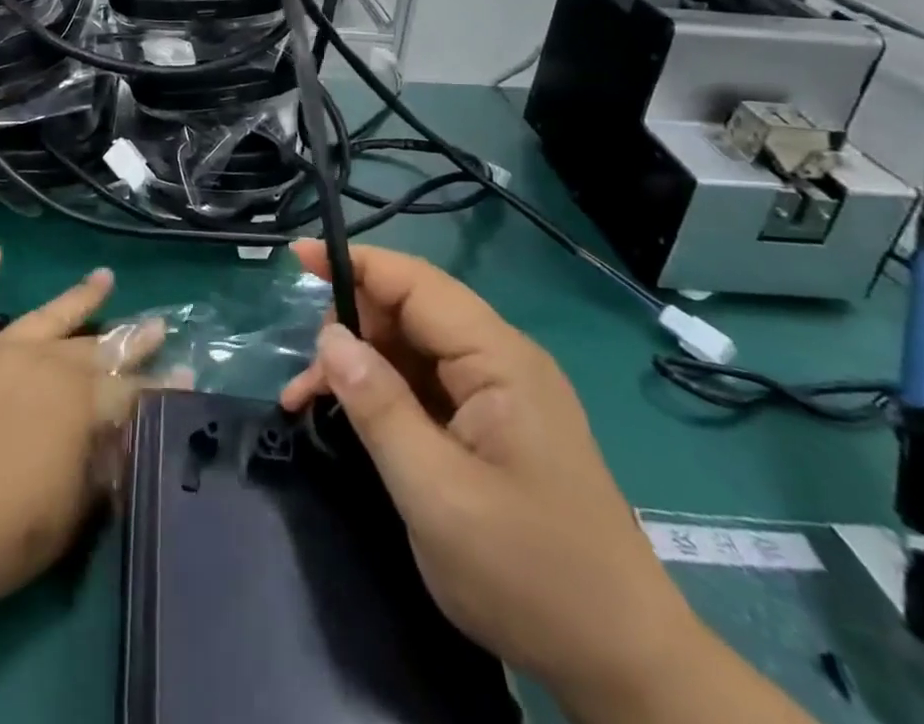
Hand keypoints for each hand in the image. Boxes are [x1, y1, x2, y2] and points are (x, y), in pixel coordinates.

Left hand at [0, 238, 160, 635]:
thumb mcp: (61, 525)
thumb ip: (96, 478)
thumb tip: (118, 446)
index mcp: (76, 407)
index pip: (132, 392)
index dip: (162, 386)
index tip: (187, 372)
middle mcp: (43, 365)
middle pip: (98, 347)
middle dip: (133, 337)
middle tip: (158, 322)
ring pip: (47, 315)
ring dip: (79, 297)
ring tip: (105, 277)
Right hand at [280, 241, 701, 716]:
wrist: (624, 666)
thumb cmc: (531, 575)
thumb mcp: (436, 494)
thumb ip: (379, 407)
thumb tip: (331, 338)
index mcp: (498, 359)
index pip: (416, 283)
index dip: (356, 263)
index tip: (298, 256)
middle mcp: (501, 360)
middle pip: (412, 312)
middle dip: (351, 327)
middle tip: (304, 376)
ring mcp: (500, 393)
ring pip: (414, 349)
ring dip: (362, 364)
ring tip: (310, 401)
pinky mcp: (494, 424)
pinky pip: (428, 386)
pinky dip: (384, 394)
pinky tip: (352, 418)